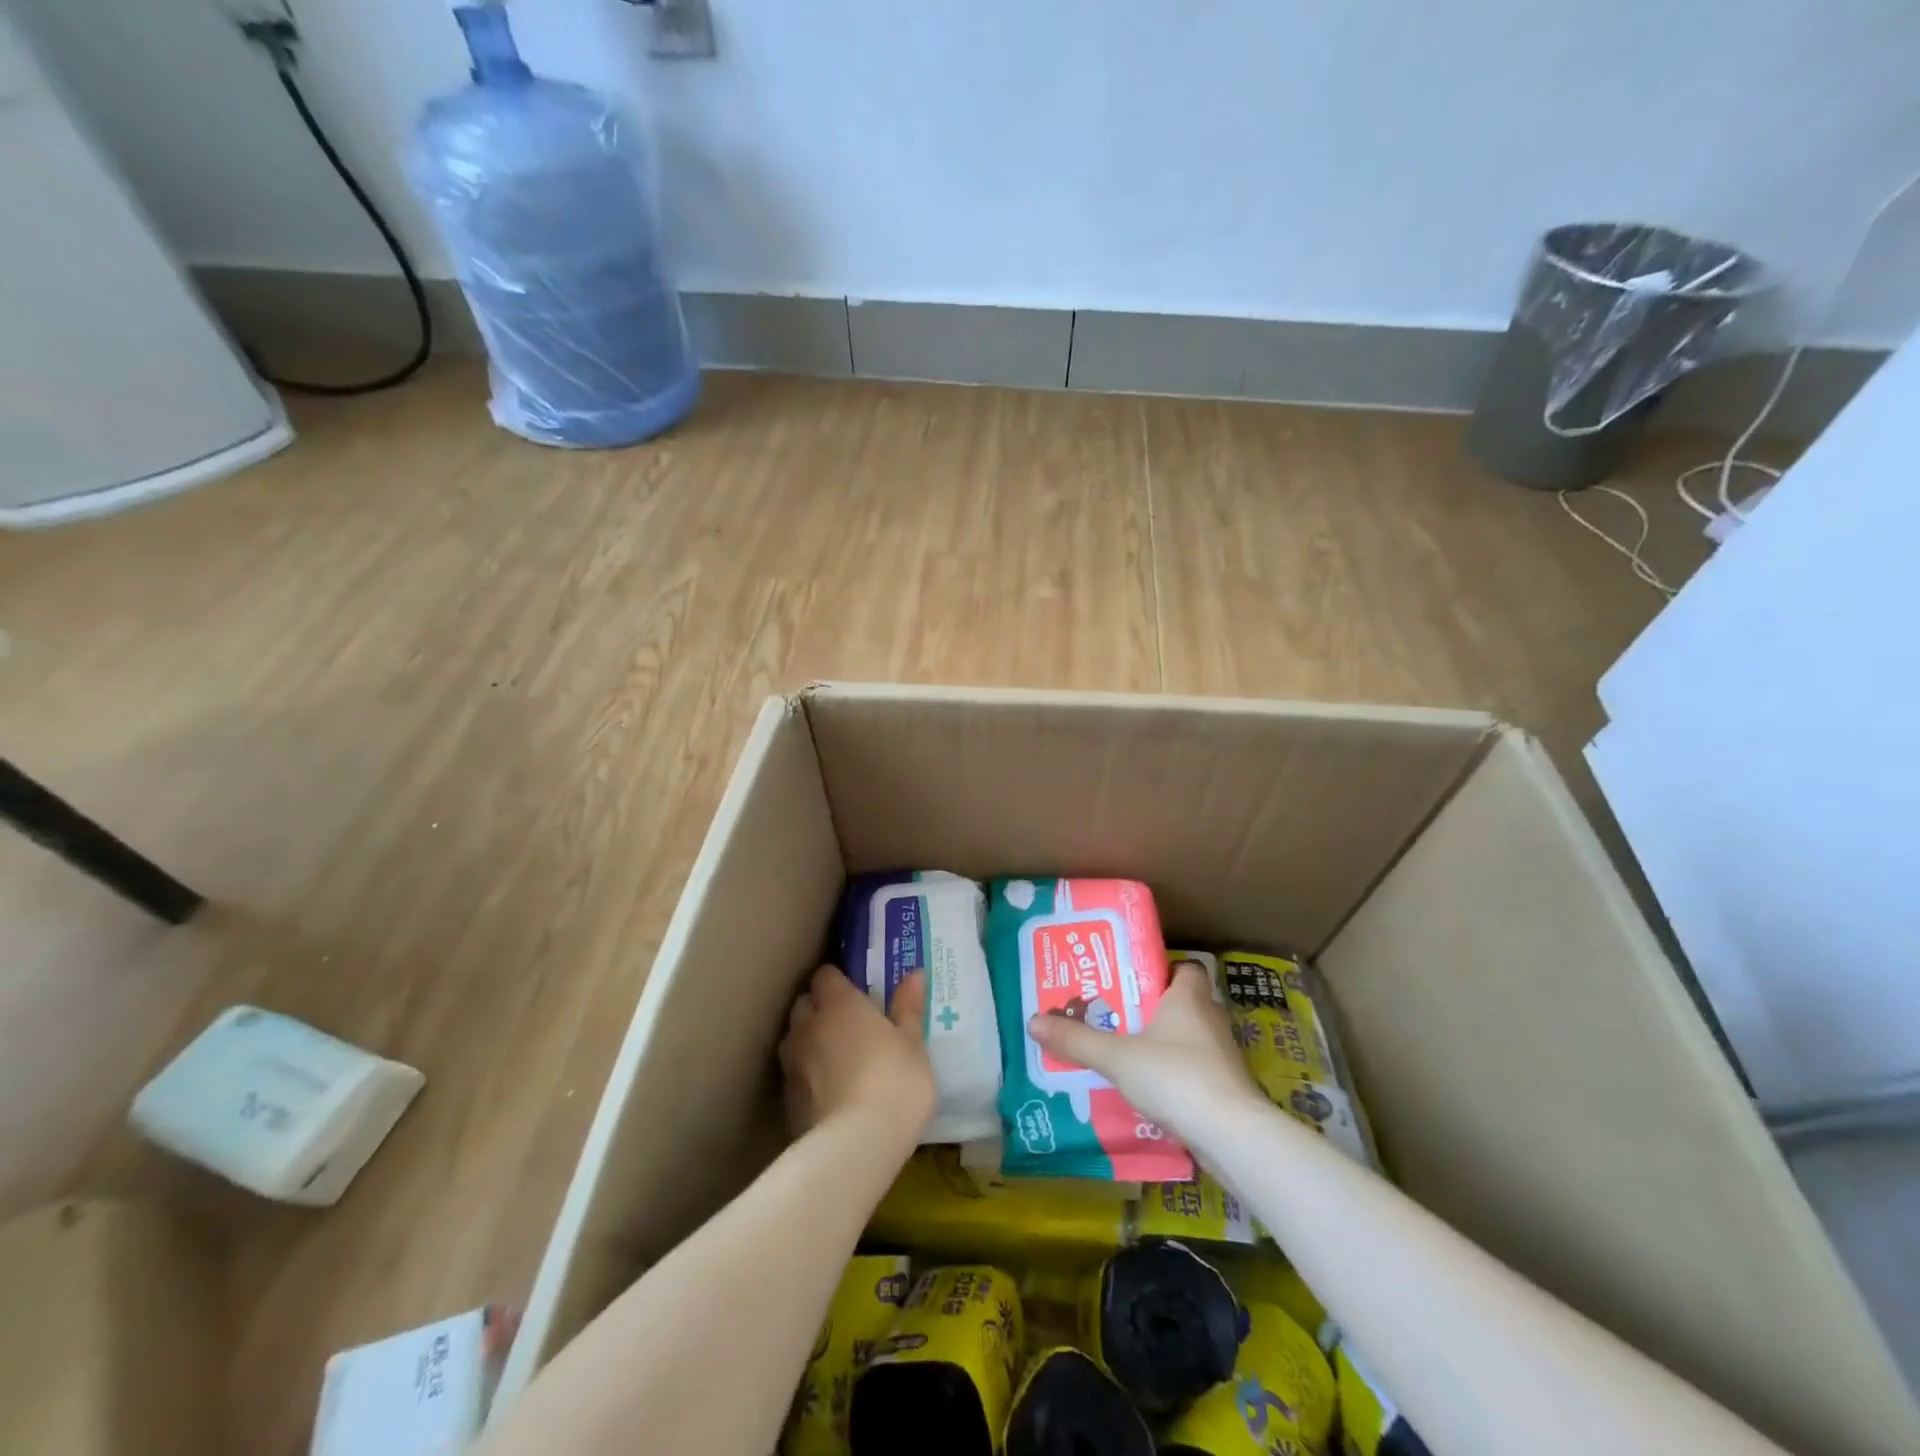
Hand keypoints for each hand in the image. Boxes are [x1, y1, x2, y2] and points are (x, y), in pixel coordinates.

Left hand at [779, 965, 935, 1142]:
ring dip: (809, 1040)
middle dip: (820, 1007)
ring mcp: (792, 1062)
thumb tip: (915, 974)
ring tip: (835, 1056)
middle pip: (805, 1003)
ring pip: (794, 1038)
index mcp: (839, 1003)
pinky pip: (794, 1074)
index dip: (838, 980)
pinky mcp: (786, 1098)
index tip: (856, 990)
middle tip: (848, 1022)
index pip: (826, 975)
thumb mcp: (913, 1044)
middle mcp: (809, 1025)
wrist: (857, 1145)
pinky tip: (828, 1091)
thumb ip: (909, 1007)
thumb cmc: (895, 1082)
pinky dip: (807, 1075)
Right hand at [1028, 963, 1260, 1143]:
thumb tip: (1033, 1021)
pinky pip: (1195, 1072)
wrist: (1232, 1135)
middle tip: (1117, 1016)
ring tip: (1126, 1054)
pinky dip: (1175, 1077)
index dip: (1162, 971)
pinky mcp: (1227, 1090)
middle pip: (1183, 1004)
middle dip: (1154, 1010)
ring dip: (1164, 1046)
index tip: (1132, 981)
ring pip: (1189, 1040)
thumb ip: (1077, 1040)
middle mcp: (1210, 1019)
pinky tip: (1149, 1092)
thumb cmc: (1175, 1076)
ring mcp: (1222, 1057)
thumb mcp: (1116, 1056)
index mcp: (1188, 997)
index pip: (1184, 969)